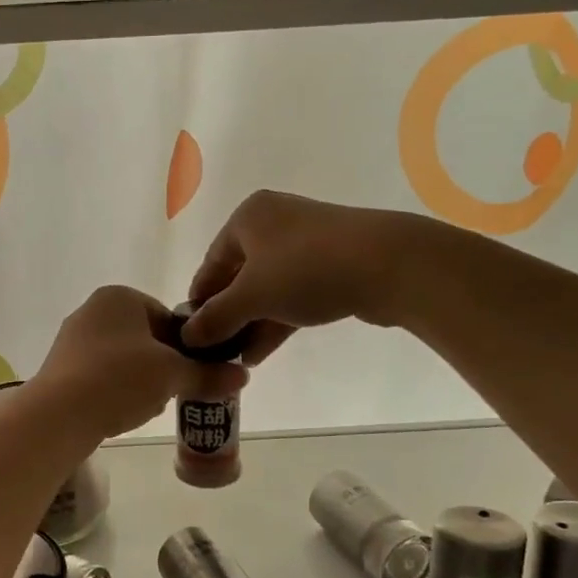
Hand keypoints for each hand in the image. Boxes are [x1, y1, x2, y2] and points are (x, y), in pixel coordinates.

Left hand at [31, 286, 245, 440]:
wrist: (59, 414)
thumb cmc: (120, 379)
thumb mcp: (173, 375)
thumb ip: (208, 374)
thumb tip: (242, 377)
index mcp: (119, 297)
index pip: (168, 317)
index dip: (187, 347)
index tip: (194, 372)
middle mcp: (92, 310)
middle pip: (146, 340)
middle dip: (163, 367)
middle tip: (172, 392)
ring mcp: (72, 339)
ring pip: (124, 360)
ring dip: (141, 382)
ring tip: (146, 406)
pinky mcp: (60, 368)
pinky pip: (101, 376)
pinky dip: (116, 391)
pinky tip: (121, 413)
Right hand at [184, 191, 403, 359]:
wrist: (389, 264)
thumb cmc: (305, 269)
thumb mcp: (252, 296)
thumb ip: (216, 318)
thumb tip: (188, 336)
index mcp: (248, 218)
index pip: (211, 262)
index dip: (199, 299)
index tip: (191, 333)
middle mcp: (275, 223)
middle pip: (239, 275)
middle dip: (228, 316)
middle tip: (215, 350)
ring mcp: (307, 244)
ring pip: (268, 288)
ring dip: (252, 324)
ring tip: (237, 359)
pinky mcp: (332, 265)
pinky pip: (293, 294)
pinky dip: (277, 320)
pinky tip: (261, 352)